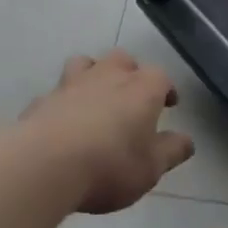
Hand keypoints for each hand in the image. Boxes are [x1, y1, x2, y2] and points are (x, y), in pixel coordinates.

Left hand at [20, 51, 194, 214]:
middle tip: (132, 95)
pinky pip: (57, 94)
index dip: (166, 89)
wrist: (45, 164)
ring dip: (93, 74)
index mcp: (141, 89)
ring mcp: (70, 85)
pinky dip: (63, 102)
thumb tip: (186, 141)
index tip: (169, 103)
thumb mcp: (151, 168)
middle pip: (122, 59)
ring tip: (95, 96)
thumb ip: (171, 151)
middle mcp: (107, 76)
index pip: (160, 76)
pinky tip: (63, 122)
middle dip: (130, 72)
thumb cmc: (110, 165)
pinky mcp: (42, 101)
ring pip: (85, 64)